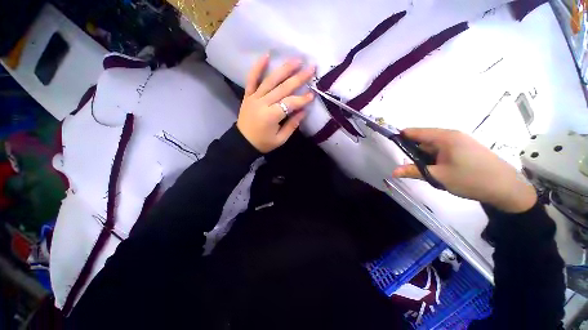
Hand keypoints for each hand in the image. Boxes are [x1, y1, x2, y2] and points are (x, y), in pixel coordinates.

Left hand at [237, 54, 315, 152]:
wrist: (242, 142)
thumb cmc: (263, 143)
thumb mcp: (280, 139)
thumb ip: (292, 125)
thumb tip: (303, 111)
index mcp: (271, 116)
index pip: (290, 103)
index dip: (302, 99)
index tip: (313, 94)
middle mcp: (263, 103)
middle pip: (283, 88)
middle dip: (298, 78)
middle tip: (311, 68)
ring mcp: (254, 97)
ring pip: (270, 80)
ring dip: (284, 69)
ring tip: (297, 60)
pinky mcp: (248, 95)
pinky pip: (252, 79)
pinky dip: (258, 67)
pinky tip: (266, 55)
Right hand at [393, 128, 536, 212]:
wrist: (507, 189)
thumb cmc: (471, 179)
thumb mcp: (439, 176)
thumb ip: (414, 171)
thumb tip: (393, 171)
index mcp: (445, 137)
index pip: (414, 132)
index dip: (400, 137)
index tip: (390, 146)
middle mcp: (451, 136)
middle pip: (422, 139)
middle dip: (412, 151)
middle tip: (408, 166)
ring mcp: (458, 142)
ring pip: (431, 147)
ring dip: (424, 157)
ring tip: (423, 170)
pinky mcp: (463, 149)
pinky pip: (441, 151)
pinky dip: (433, 159)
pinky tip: (436, 170)